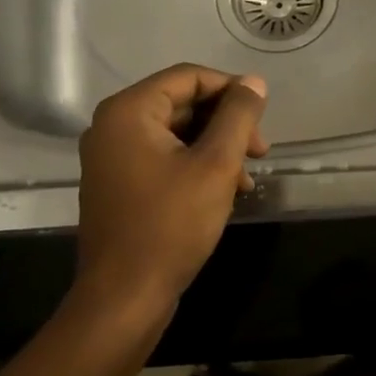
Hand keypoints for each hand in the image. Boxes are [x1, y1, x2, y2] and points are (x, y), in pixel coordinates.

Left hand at [74, 64, 268, 317]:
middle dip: (226, 124)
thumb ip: (238, 116)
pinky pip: (164, 157)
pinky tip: (224, 191)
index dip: (231, 90)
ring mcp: (112, 157)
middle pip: (182, 104)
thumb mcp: (216, 164)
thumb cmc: (171, 224)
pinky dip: (196, 165)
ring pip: (177, 133)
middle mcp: (113, 126)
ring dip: (216, 148)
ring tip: (245, 179)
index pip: (189, 77)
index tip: (262, 116)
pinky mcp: (119, 184)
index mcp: (129, 111)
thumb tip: (254, 82)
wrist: (124, 298)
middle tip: (260, 151)